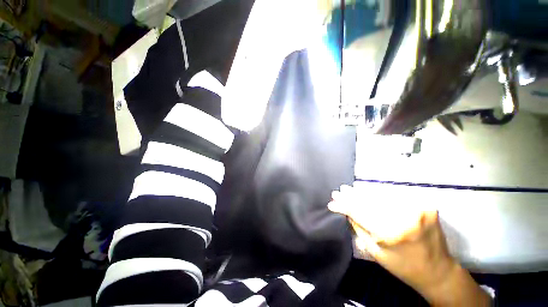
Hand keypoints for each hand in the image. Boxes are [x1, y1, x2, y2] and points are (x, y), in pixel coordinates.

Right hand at [329, 185, 490, 305]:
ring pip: (381, 195)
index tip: (332, 201)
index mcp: (390, 234)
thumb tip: (345, 211)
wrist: (438, 271)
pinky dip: (380, 194)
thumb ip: (359, 227)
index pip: (358, 212)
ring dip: (363, 193)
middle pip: (369, 200)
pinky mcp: (425, 205)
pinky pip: (396, 196)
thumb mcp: (375, 251)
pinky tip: (369, 192)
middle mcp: (404, 218)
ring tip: (350, 190)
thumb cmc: (403, 266)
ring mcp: (417, 209)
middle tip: (340, 191)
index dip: (344, 205)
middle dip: (351, 196)